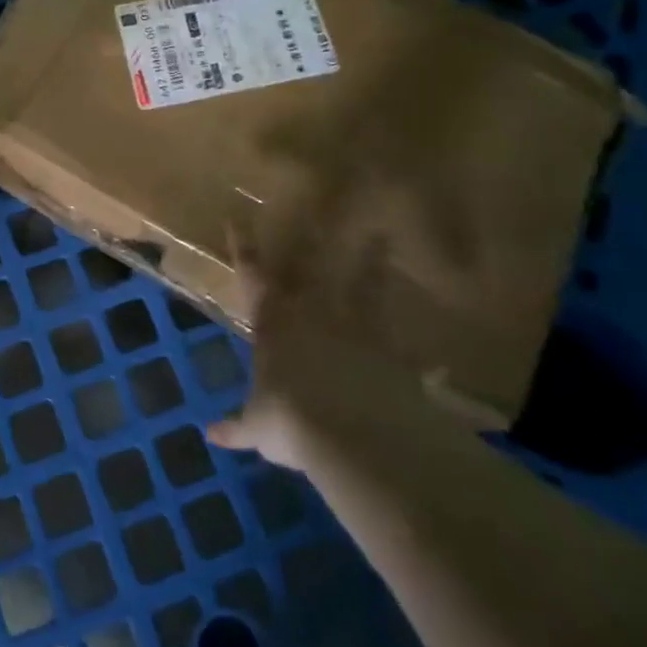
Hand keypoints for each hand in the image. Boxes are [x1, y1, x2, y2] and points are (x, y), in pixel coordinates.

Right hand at [205, 232, 437, 472]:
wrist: (355, 435)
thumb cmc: (289, 420)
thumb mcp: (257, 428)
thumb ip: (237, 427)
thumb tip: (210, 434)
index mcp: (273, 324)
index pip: (252, 277)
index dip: (242, 249)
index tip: (236, 220)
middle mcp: (313, 315)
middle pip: (310, 268)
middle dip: (310, 240)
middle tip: (319, 210)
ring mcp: (357, 329)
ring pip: (363, 287)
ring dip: (372, 264)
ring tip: (382, 239)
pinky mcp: (394, 353)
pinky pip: (405, 347)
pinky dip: (419, 356)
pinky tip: (436, 359)